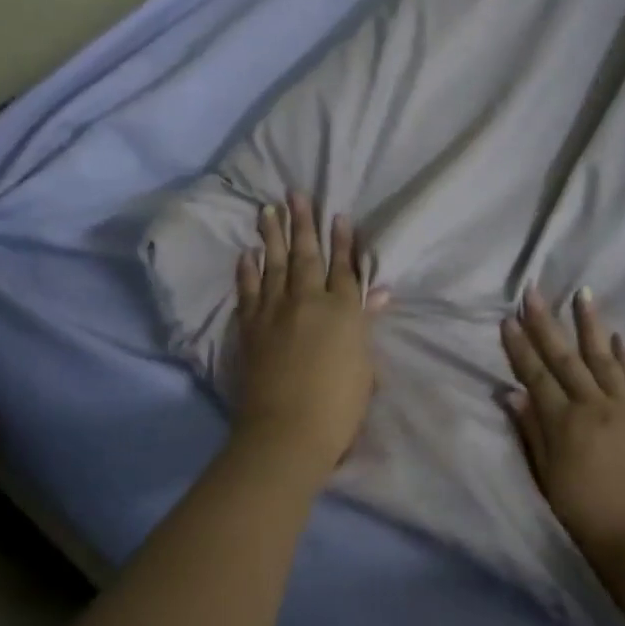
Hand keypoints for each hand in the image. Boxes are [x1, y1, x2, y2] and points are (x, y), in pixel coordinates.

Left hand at [233, 193, 387, 474]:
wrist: (288, 431)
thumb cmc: (339, 406)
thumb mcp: (364, 367)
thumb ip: (365, 325)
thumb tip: (378, 294)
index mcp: (343, 312)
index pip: (345, 269)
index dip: (343, 242)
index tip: (338, 215)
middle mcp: (308, 302)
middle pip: (306, 256)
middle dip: (303, 223)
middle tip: (296, 194)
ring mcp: (275, 312)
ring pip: (273, 264)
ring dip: (271, 235)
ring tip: (268, 210)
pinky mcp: (251, 328)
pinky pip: (248, 291)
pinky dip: (247, 271)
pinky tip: (246, 254)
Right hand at [500, 287, 624, 583]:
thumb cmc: (588, 520)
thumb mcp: (548, 481)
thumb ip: (532, 434)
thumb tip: (512, 395)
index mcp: (564, 424)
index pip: (536, 376)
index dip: (520, 348)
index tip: (508, 319)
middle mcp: (595, 406)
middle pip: (566, 358)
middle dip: (546, 323)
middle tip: (533, 292)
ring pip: (604, 357)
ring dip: (591, 324)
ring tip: (582, 293)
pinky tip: (618, 338)